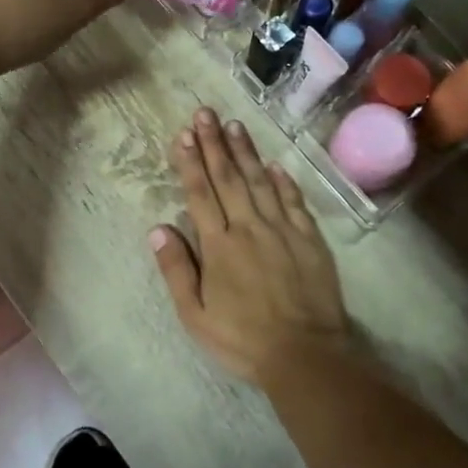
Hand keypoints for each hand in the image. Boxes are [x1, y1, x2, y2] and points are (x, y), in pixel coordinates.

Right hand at [150, 109, 354, 390]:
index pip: (201, 194)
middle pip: (229, 178)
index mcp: (219, 245)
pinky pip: (294, 201)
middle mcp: (250, 227)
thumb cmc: (243, 339)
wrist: (305, 354)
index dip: (191, 162)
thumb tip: (158, 229)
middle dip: (215, 143)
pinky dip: (284, 180)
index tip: (184, 134)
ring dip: (246, 152)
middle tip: (206, 113)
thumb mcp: (196, 316)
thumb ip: (177, 270)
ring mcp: (283, 230)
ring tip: (235, 125)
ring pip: (261, 181)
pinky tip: (275, 163)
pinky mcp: (309, 239)